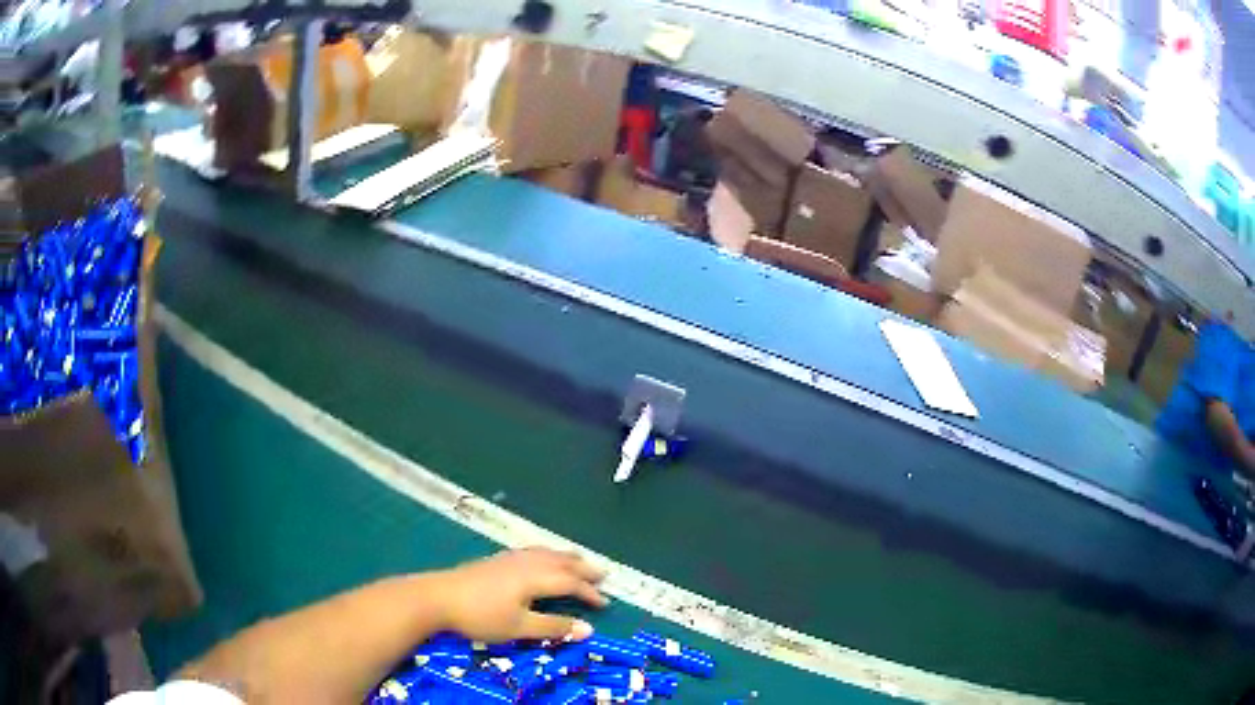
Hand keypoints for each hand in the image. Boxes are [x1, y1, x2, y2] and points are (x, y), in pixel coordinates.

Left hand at [431, 548, 608, 643]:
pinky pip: (533, 551)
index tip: (605, 603)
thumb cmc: (481, 615)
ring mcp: (509, 558)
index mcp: (535, 577)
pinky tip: (541, 559)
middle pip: (561, 561)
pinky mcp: (497, 560)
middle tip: (603, 574)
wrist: (438, 597)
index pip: (570, 582)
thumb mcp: (519, 627)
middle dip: (583, 568)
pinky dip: (548, 555)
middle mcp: (526, 562)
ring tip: (578, 562)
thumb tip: (588, 629)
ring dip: (566, 558)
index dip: (590, 593)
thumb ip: (553, 627)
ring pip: (546, 553)